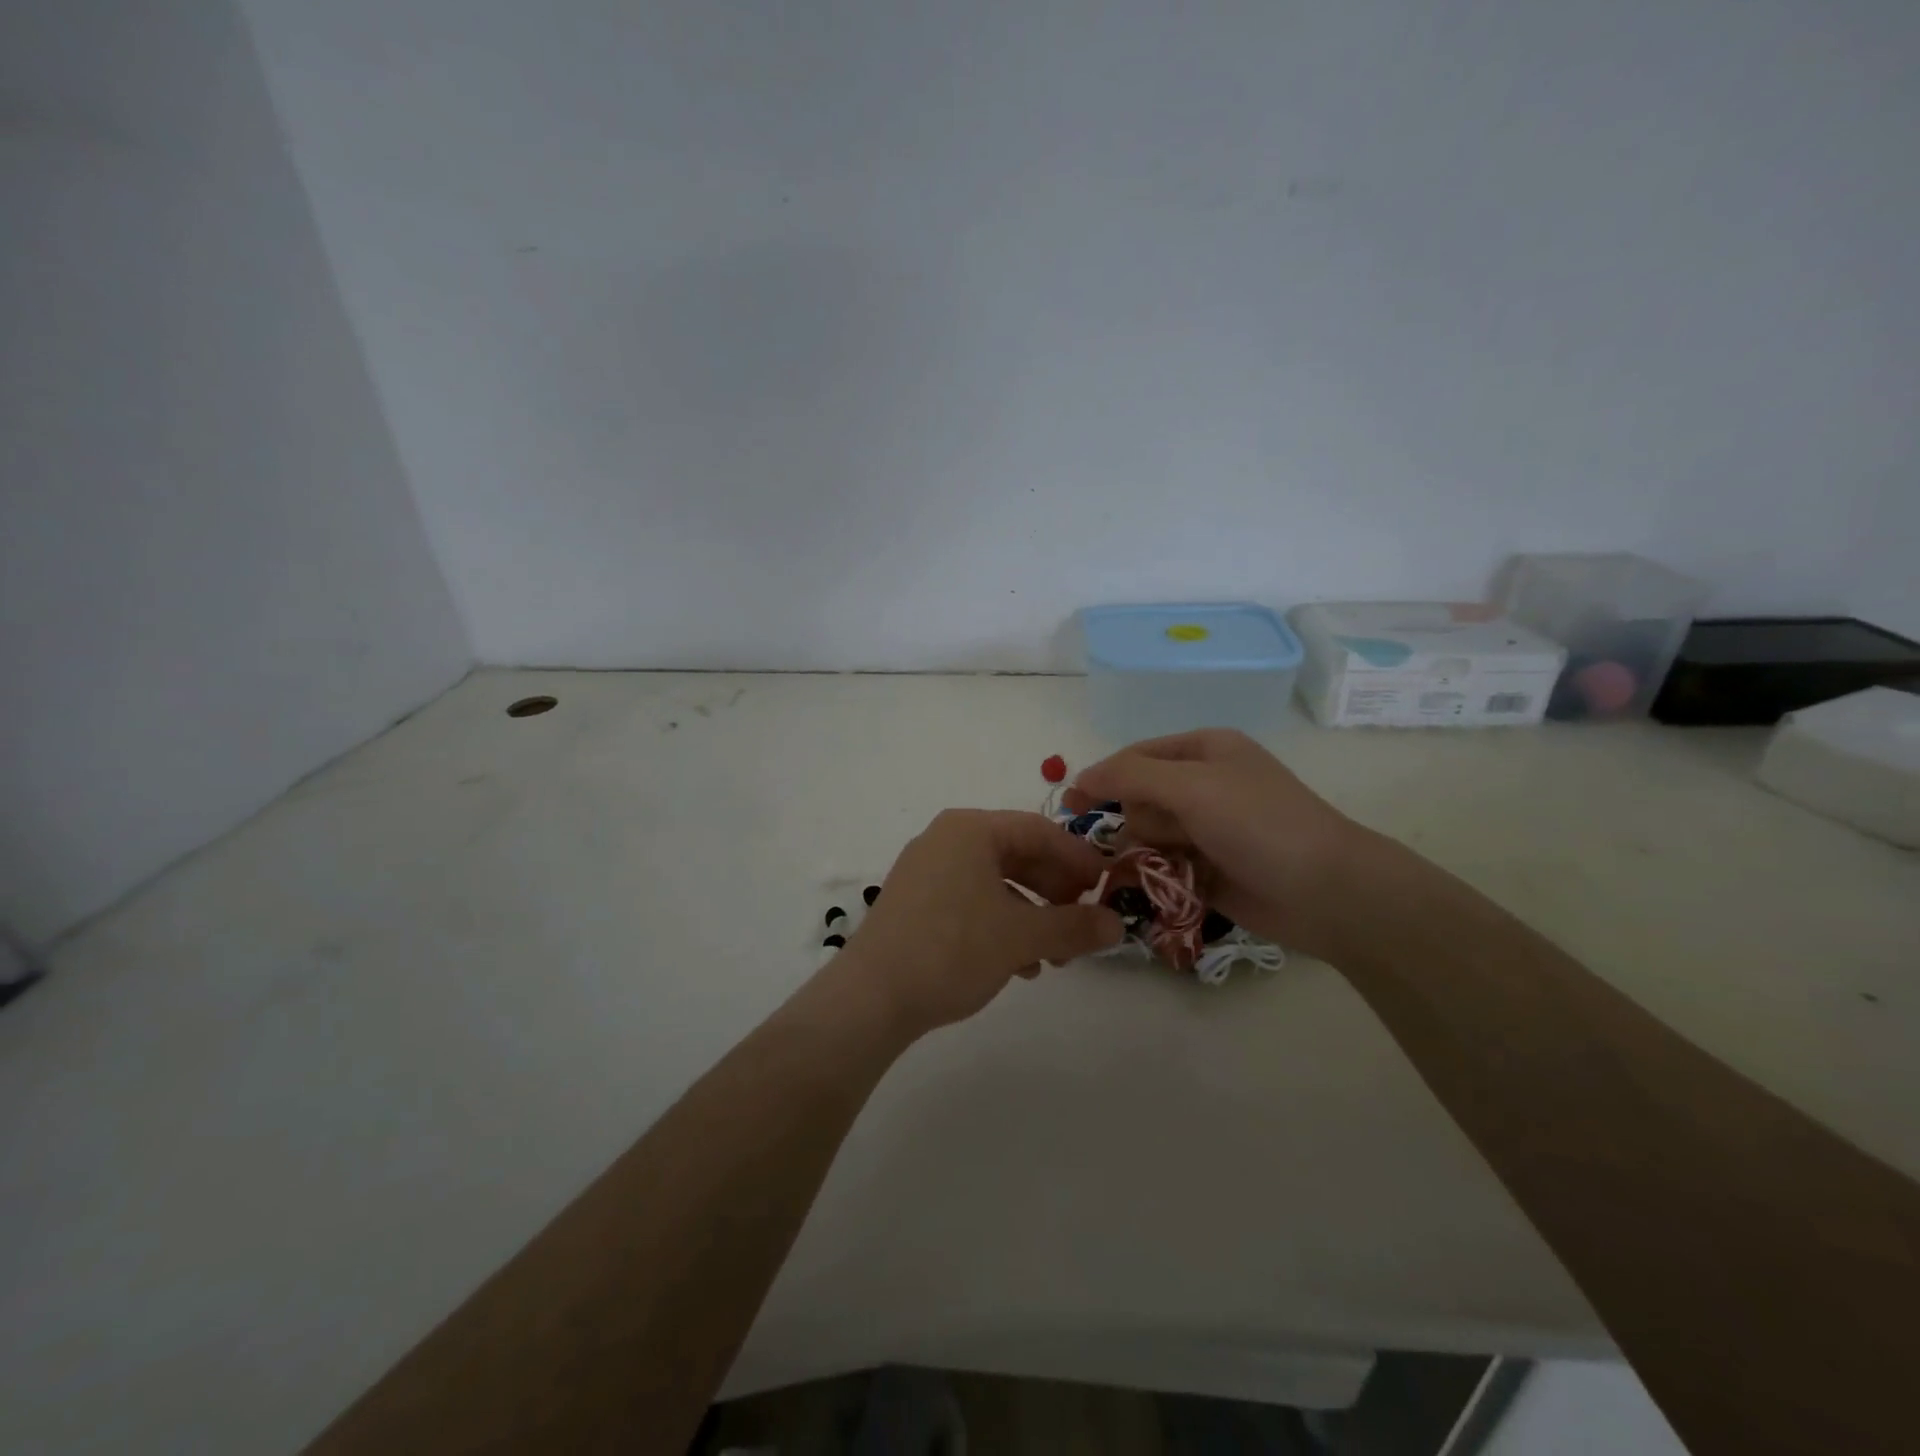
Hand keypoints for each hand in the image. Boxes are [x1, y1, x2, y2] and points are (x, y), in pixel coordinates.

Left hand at [838, 810, 1124, 1039]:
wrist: (870, 997)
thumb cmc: (952, 949)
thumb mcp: (1021, 937)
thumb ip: (1074, 926)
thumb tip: (1119, 925)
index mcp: (970, 830)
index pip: (1040, 831)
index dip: (1079, 859)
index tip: (1107, 888)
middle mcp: (946, 840)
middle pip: (1017, 855)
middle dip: (1056, 891)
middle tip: (1083, 923)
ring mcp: (926, 871)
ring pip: (995, 882)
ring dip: (1032, 914)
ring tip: (1055, 955)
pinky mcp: (915, 902)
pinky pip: (971, 900)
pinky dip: (1001, 924)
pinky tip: (1018, 964)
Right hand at [1063, 729, 1368, 960]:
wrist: (1326, 891)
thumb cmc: (1259, 823)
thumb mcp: (1192, 786)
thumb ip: (1130, 776)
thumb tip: (1080, 777)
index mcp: (1204, 749)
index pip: (1134, 756)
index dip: (1102, 778)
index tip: (1072, 806)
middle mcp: (1204, 784)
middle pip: (1138, 798)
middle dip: (1139, 820)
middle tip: (1166, 837)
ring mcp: (1208, 828)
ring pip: (1147, 835)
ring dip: (1148, 852)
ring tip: (1174, 868)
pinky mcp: (1209, 868)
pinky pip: (1163, 866)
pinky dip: (1159, 876)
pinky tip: (1169, 886)